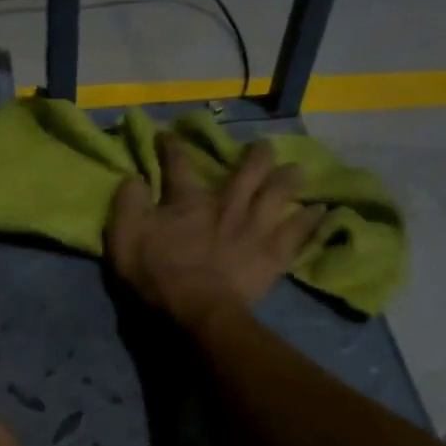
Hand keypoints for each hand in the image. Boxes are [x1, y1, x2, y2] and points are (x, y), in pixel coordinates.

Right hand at [107, 134, 323, 328]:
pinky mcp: (274, 253)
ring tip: (296, 170)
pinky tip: (320, 211)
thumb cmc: (158, 277)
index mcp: (189, 201)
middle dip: (255, 154)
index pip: (179, 164)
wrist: (199, 311)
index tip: (169, 135)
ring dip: (288, 178)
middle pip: (248, 170)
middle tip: (262, 146)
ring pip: (279, 192)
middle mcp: (228, 204)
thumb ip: (128, 204)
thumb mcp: (125, 239)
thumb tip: (134, 177)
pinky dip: (311, 220)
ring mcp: (256, 227)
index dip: (172, 147)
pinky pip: (300, 231)